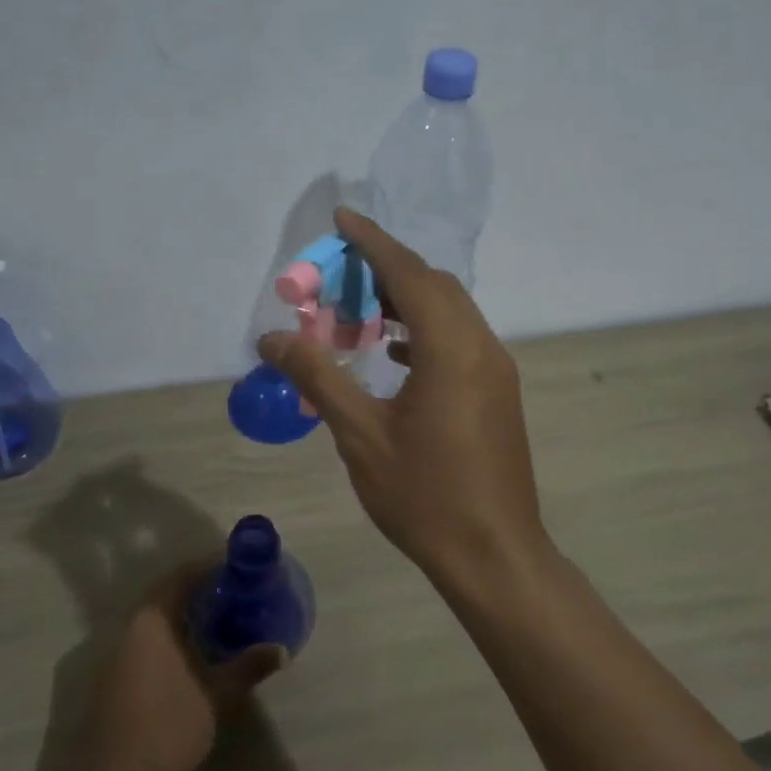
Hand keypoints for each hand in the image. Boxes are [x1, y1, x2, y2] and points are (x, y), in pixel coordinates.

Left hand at [87, 565, 288, 770]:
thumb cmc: (168, 725)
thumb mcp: (217, 695)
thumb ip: (248, 667)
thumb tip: (281, 649)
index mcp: (152, 619)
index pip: (182, 575)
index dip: (210, 566)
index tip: (238, 566)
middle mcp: (128, 627)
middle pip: (166, 593)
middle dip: (199, 590)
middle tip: (233, 592)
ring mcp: (114, 653)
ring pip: (153, 619)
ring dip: (183, 614)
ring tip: (218, 619)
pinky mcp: (110, 678)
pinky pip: (144, 640)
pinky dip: (169, 636)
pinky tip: (191, 653)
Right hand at [258, 208, 550, 587]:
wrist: (493, 552)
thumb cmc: (424, 495)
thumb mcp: (360, 434)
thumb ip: (318, 376)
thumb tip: (273, 338)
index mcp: (451, 348)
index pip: (409, 274)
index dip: (373, 241)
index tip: (342, 217)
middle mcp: (481, 346)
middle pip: (434, 286)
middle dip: (388, 269)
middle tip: (340, 274)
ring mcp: (496, 370)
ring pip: (450, 312)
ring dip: (408, 301)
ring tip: (361, 312)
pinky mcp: (498, 392)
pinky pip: (459, 340)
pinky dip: (425, 332)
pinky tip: (394, 354)